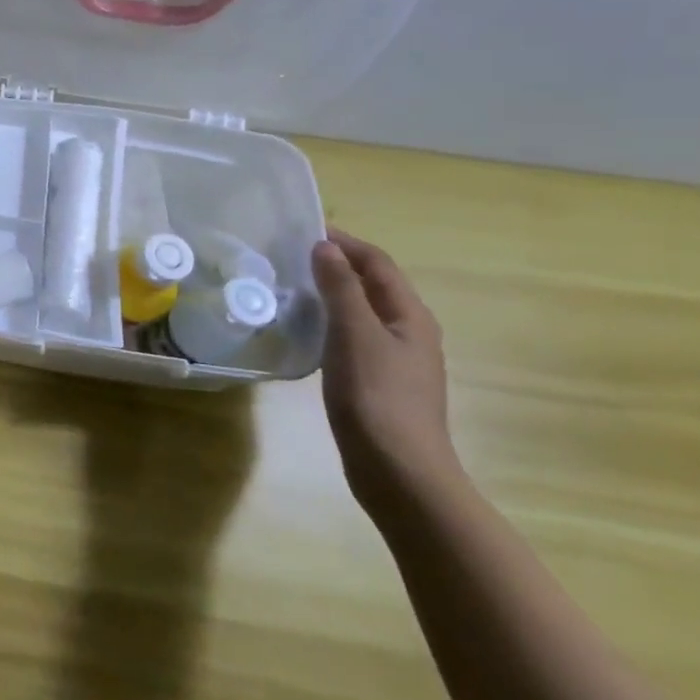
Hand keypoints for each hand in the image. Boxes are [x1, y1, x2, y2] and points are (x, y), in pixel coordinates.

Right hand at [313, 230, 457, 514]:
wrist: (398, 470)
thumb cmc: (377, 396)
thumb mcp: (355, 335)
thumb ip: (341, 288)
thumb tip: (325, 247)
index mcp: (410, 316)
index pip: (378, 263)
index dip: (345, 242)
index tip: (302, 229)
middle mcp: (409, 332)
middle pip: (373, 285)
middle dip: (336, 264)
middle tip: (288, 256)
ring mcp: (395, 359)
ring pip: (361, 311)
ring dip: (330, 293)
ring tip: (290, 287)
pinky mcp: (377, 381)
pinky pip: (352, 336)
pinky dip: (329, 322)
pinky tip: (304, 331)